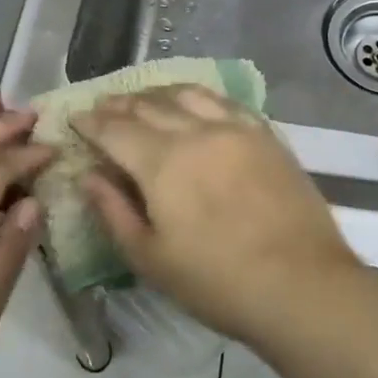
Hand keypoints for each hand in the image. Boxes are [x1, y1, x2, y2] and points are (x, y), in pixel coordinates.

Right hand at [71, 86, 360, 344]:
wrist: (301, 284)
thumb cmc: (217, 281)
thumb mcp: (151, 258)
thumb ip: (114, 211)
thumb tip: (88, 176)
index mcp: (162, 161)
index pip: (116, 129)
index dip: (91, 122)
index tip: (76, 118)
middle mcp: (197, 131)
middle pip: (150, 105)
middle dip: (120, 104)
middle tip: (103, 106)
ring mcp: (237, 129)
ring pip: (188, 95)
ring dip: (158, 93)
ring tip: (144, 99)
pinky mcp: (266, 135)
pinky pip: (225, 102)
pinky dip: (199, 98)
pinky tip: (196, 105)